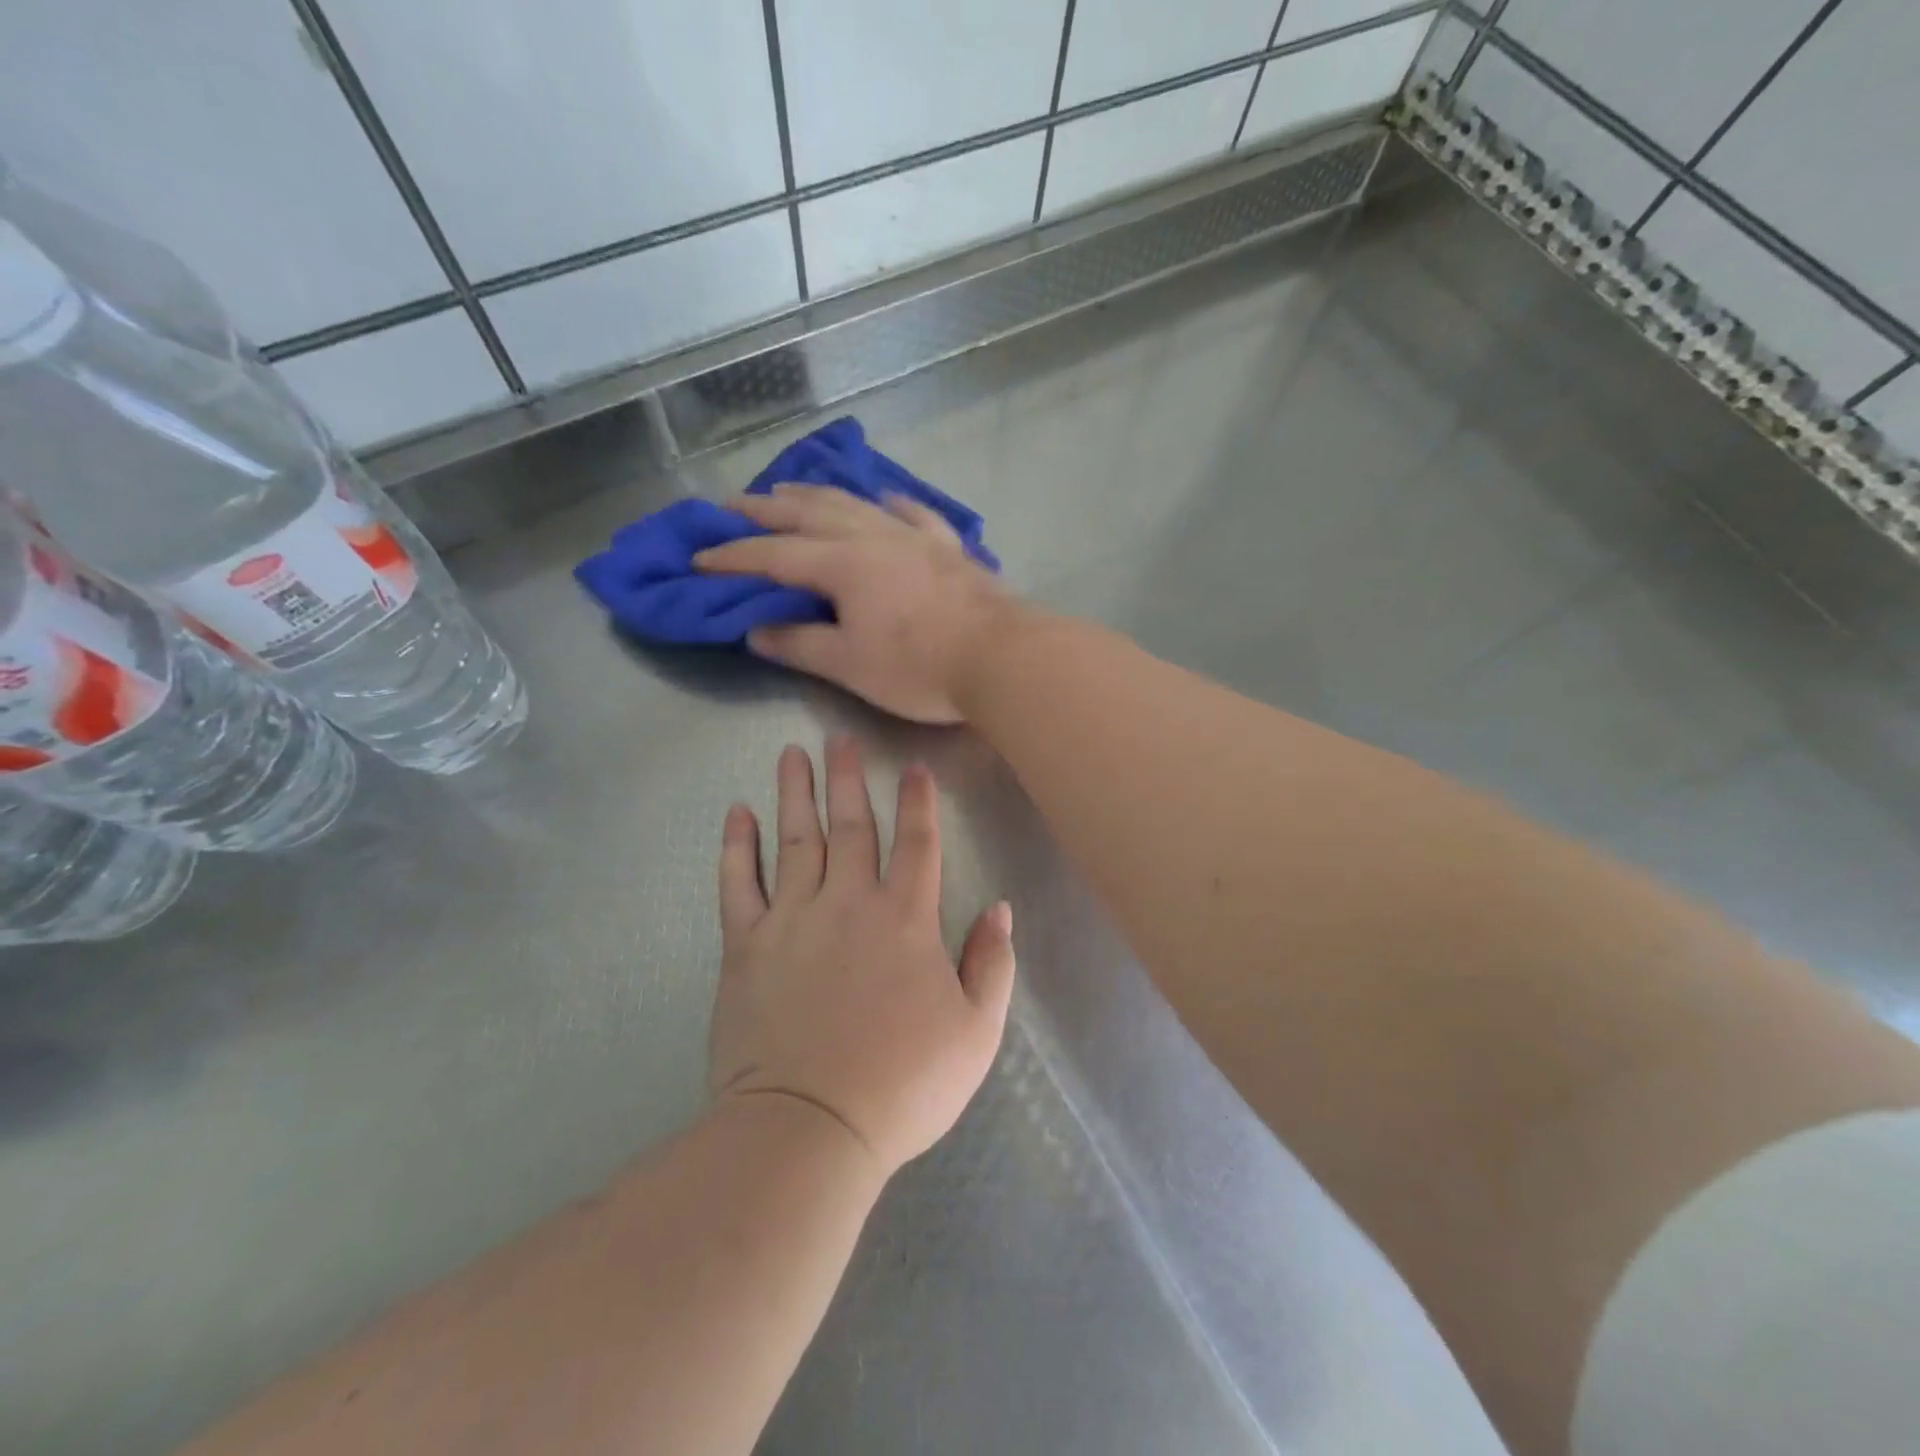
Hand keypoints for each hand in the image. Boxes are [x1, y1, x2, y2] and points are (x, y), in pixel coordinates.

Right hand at [694, 486, 1020, 723]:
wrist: (1001, 657)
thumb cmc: (919, 666)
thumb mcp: (848, 664)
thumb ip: (799, 644)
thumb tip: (756, 630)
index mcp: (842, 564)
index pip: (773, 555)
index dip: (732, 556)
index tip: (698, 558)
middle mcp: (873, 537)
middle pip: (810, 514)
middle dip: (766, 510)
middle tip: (732, 504)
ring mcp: (915, 537)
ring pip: (857, 504)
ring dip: (818, 495)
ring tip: (791, 489)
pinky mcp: (949, 548)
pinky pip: (914, 514)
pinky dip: (891, 503)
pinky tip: (885, 497)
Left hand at [709, 736, 1016, 1174]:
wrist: (809, 1128)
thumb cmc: (903, 1085)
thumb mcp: (976, 1032)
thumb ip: (992, 964)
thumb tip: (999, 908)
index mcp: (905, 920)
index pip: (916, 843)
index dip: (918, 802)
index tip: (911, 767)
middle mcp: (848, 903)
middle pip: (851, 825)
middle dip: (848, 778)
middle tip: (839, 737)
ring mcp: (791, 919)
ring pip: (794, 839)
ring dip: (794, 793)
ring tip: (792, 754)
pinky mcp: (745, 946)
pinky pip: (737, 883)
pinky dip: (736, 845)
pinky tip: (737, 813)